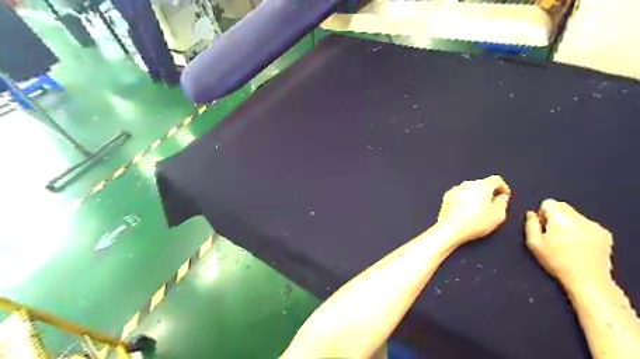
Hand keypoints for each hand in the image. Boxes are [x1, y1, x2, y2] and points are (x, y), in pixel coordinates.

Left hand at [435, 174, 510, 243]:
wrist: (450, 229)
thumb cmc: (474, 223)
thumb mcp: (498, 215)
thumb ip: (503, 203)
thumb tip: (501, 198)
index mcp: (482, 185)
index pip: (496, 180)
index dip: (503, 187)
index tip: (505, 196)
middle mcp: (467, 184)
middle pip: (482, 184)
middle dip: (489, 193)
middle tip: (492, 206)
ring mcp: (455, 190)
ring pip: (470, 190)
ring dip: (476, 196)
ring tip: (478, 211)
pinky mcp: (447, 197)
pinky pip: (460, 195)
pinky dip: (464, 200)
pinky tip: (466, 212)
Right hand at [526, 199, 613, 290]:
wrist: (587, 280)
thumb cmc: (556, 261)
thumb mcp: (534, 243)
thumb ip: (530, 224)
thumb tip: (531, 213)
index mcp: (560, 218)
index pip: (548, 203)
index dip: (542, 213)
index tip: (543, 227)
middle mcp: (579, 218)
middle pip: (562, 206)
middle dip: (554, 216)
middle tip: (552, 234)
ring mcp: (594, 225)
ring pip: (574, 215)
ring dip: (567, 223)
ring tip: (566, 241)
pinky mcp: (604, 234)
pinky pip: (587, 224)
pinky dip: (580, 230)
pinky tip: (578, 245)